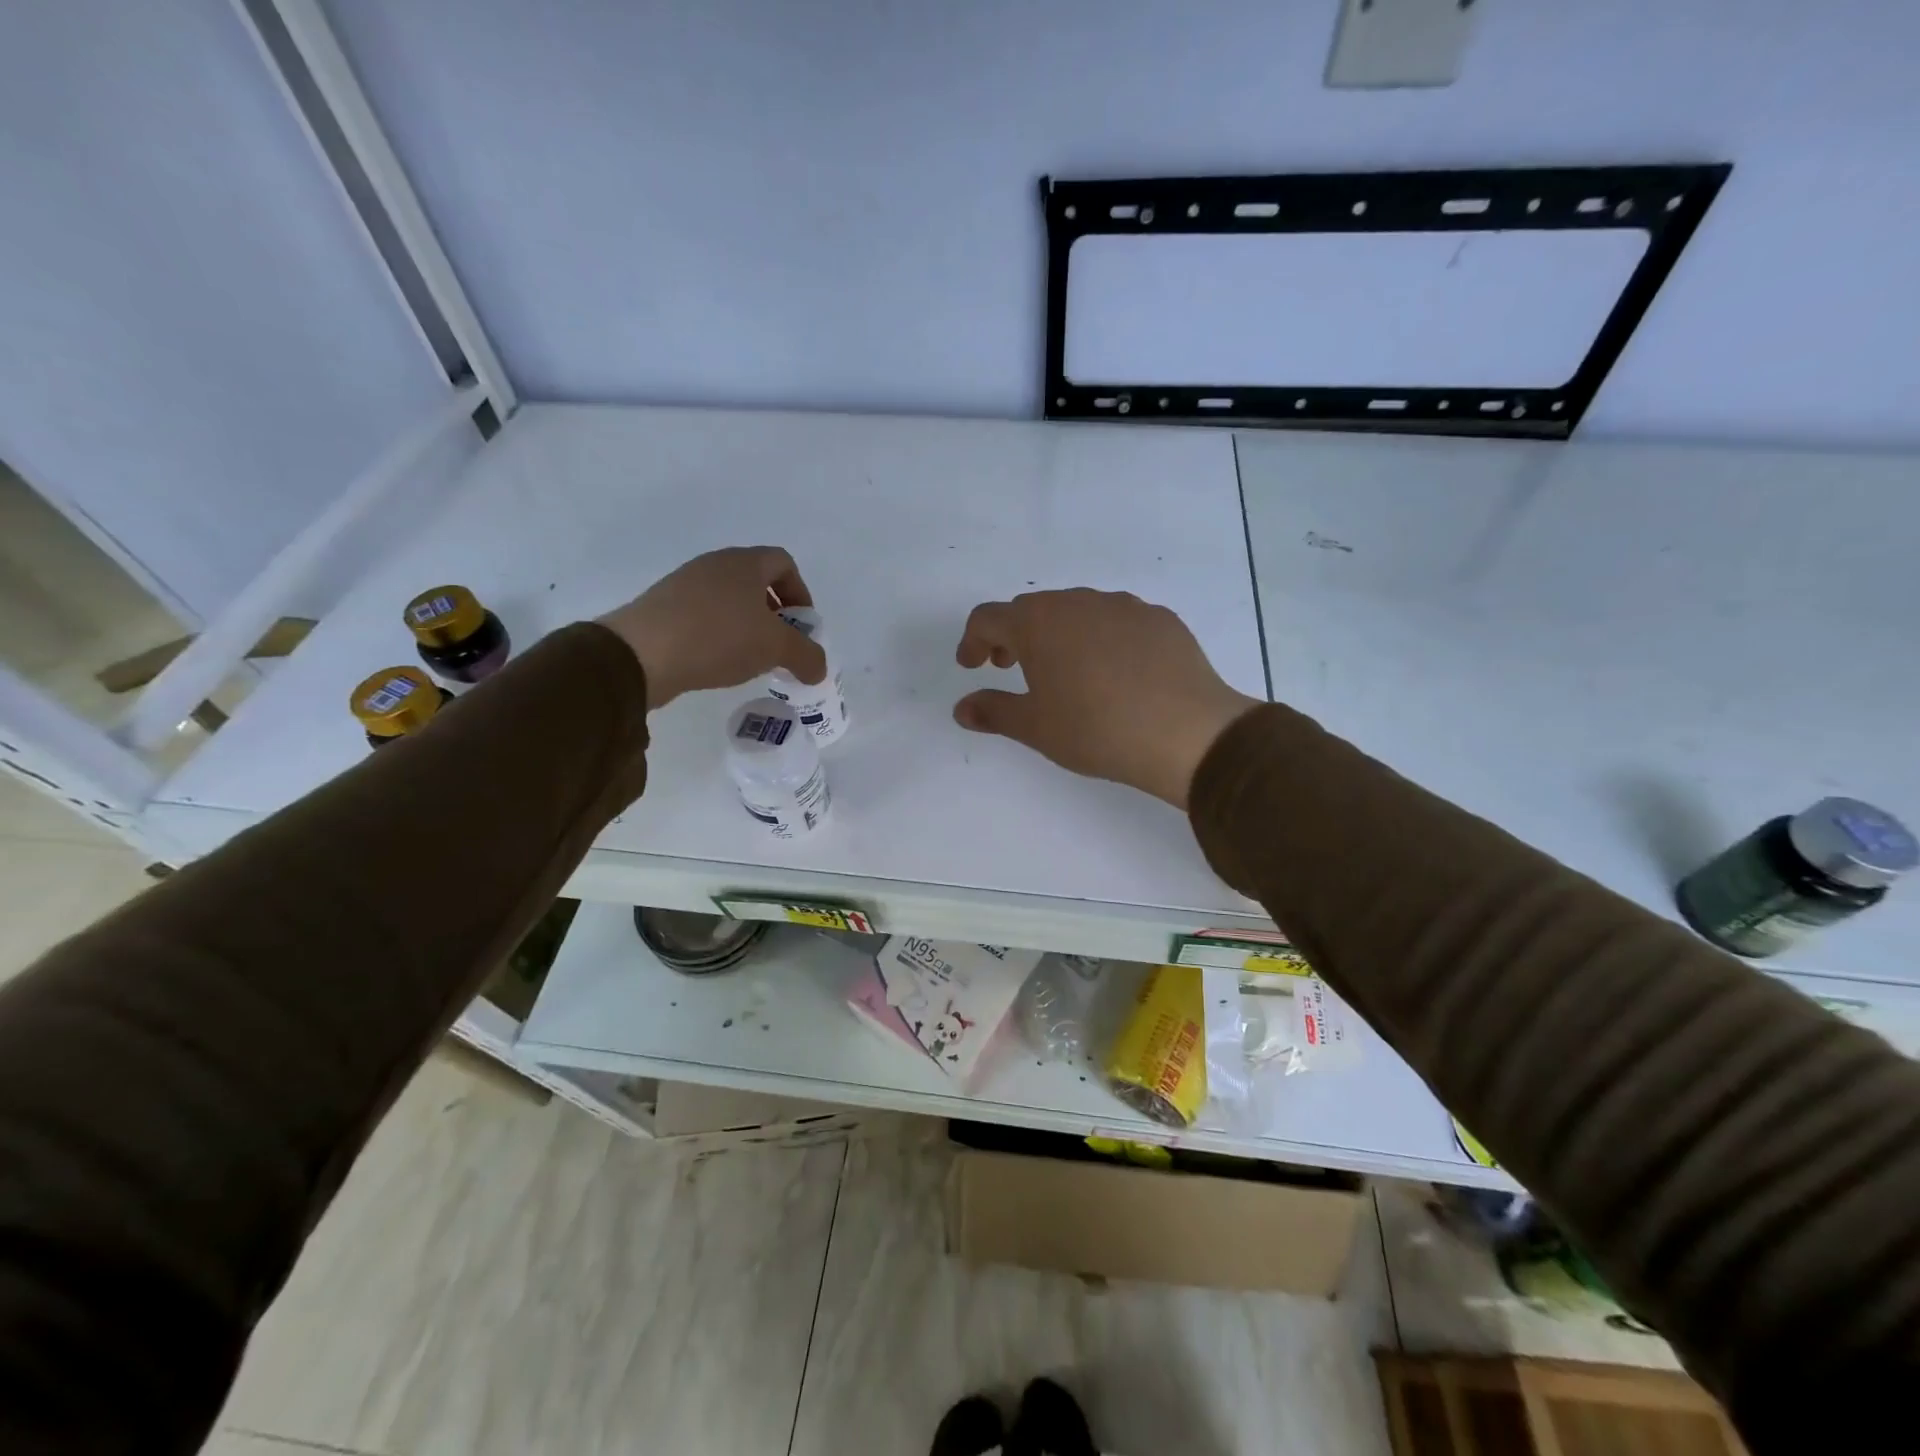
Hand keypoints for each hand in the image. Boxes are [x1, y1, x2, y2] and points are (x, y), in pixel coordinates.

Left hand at [598, 546, 826, 708]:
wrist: (641, 653)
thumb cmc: (719, 637)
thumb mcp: (775, 649)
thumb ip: (806, 656)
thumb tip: (818, 669)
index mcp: (744, 563)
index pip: (783, 563)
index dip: (800, 592)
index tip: (802, 625)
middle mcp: (714, 565)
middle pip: (756, 581)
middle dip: (775, 613)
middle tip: (780, 645)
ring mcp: (684, 584)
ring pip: (729, 600)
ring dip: (747, 626)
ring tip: (750, 658)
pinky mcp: (663, 608)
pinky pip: (703, 615)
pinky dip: (719, 634)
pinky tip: (718, 662)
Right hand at [953, 589, 1260, 808]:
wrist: (1186, 732)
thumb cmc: (1096, 729)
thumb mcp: (1035, 727)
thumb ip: (993, 711)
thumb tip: (962, 708)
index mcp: (1039, 623)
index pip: (989, 618)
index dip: (972, 641)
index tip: (972, 666)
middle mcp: (1078, 602)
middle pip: (1033, 609)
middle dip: (1014, 636)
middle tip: (1012, 668)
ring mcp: (1124, 606)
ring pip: (1077, 611)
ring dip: (1059, 634)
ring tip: (1066, 672)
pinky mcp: (1160, 619)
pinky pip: (1117, 621)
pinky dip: (1101, 639)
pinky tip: (1115, 673)